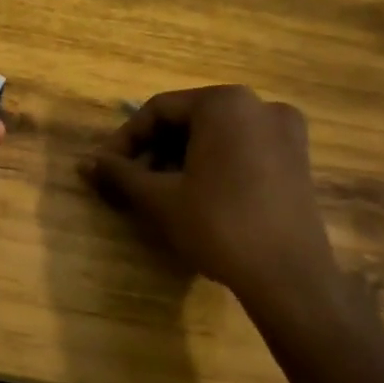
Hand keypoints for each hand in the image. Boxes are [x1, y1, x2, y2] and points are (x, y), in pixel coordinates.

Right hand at [80, 86, 351, 338]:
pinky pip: (241, 149)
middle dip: (153, 150)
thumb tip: (85, 163)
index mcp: (225, 103)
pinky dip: (211, 165)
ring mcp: (285, 132)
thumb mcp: (160, 198)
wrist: (289, 278)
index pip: (158, 110)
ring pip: (214, 136)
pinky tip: (194, 195)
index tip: (105, 168)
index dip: (125, 139)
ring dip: (179, 159)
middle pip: (189, 120)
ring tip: (156, 192)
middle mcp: (259, 105)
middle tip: (129, 182)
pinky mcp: (297, 159)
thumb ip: (120, 173)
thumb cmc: (219, 226)